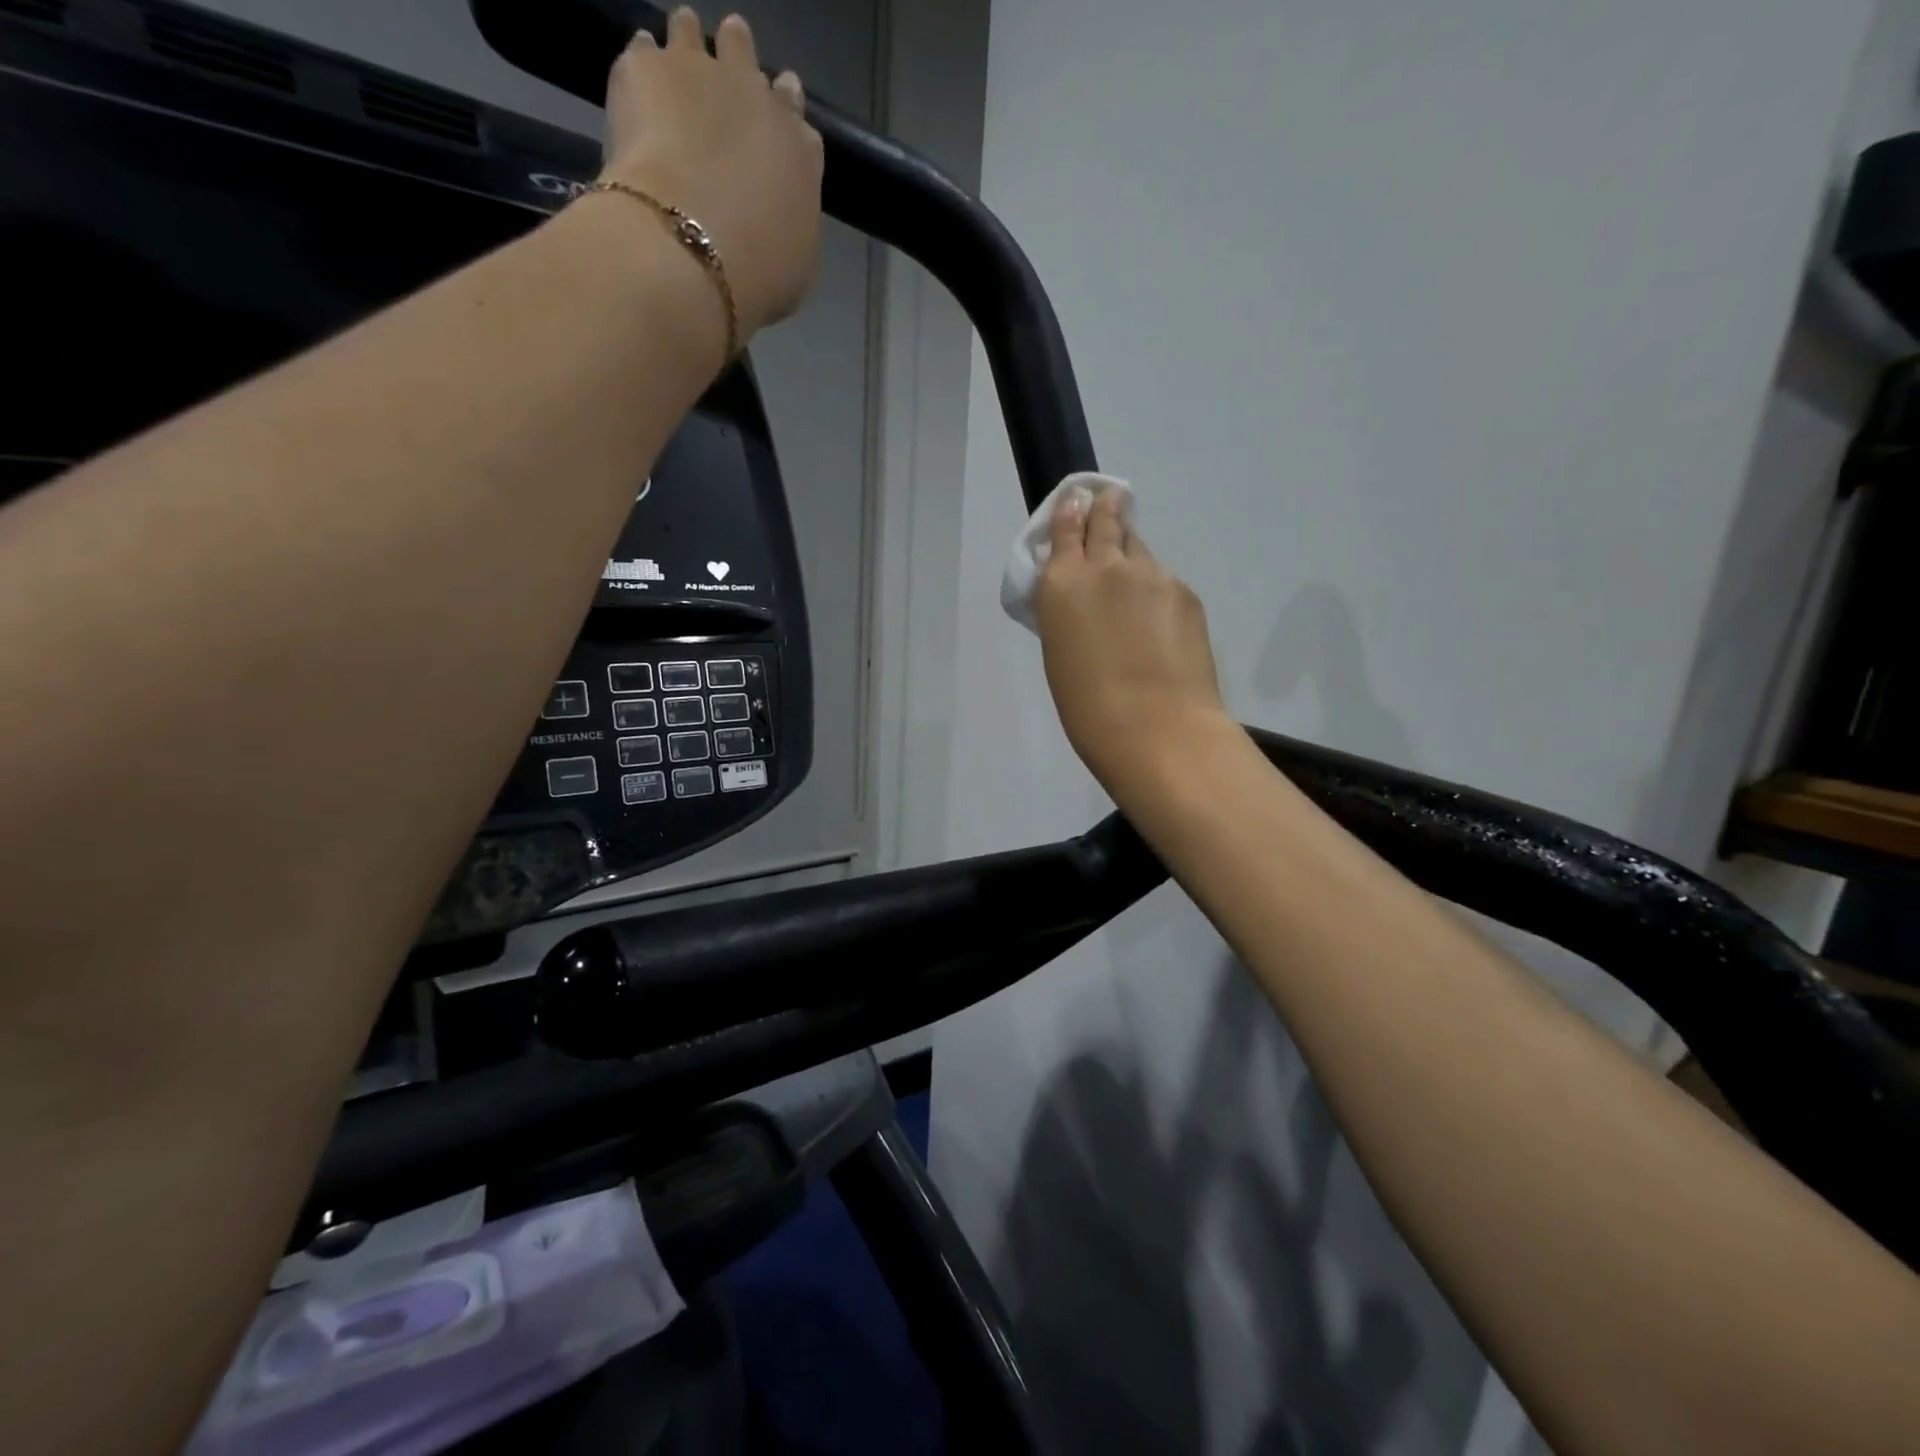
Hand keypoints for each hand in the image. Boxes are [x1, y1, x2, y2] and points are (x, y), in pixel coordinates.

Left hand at [602, 9, 823, 339]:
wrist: (691, 252)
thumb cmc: (757, 274)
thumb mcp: (798, 265)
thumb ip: (792, 222)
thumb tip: (780, 212)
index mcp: (799, 147)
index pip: (793, 107)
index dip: (782, 106)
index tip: (771, 110)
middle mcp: (754, 95)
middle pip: (744, 54)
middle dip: (736, 62)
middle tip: (724, 80)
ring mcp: (698, 72)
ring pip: (690, 32)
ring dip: (686, 42)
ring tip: (675, 67)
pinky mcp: (645, 69)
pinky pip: (642, 51)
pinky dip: (642, 68)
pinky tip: (637, 94)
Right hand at [1036, 488, 1231, 792]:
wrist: (1157, 730)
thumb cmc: (1089, 708)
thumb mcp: (1060, 652)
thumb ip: (1068, 611)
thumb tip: (1082, 596)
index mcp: (1063, 582)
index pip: (1066, 526)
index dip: (1070, 510)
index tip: (1076, 499)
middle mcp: (1106, 566)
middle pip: (1108, 518)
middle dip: (1106, 507)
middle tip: (1109, 500)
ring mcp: (1152, 575)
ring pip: (1139, 549)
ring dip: (1132, 553)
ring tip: (1132, 577)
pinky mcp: (1185, 593)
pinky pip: (1164, 580)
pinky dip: (1156, 589)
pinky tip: (1158, 620)